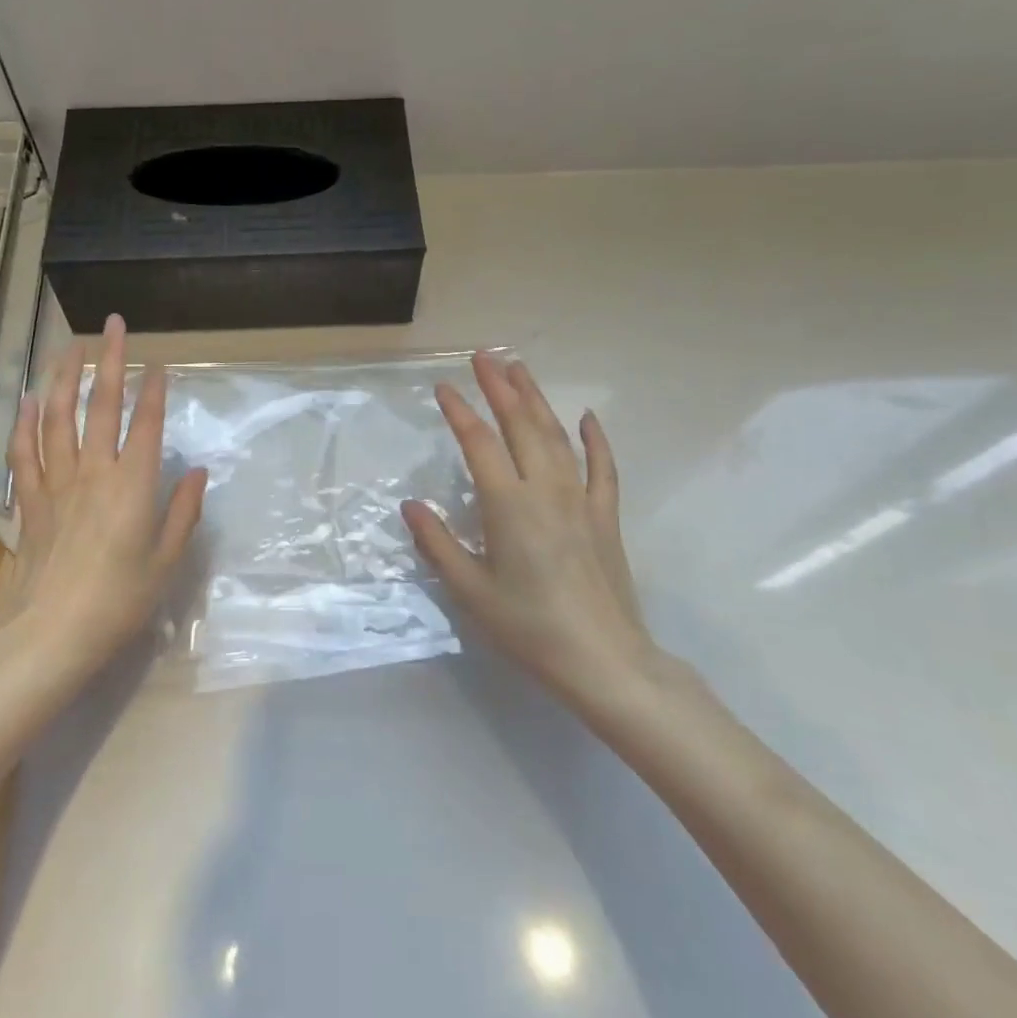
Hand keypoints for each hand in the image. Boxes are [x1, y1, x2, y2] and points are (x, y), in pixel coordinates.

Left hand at [0, 315, 207, 683]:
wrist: (51, 636)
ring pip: (58, 419)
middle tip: (112, 325)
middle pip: (102, 406)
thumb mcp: (166, 562)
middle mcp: (94, 473)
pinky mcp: (30, 502)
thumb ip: (183, 512)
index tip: (158, 362)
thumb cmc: (119, 602)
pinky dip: (26, 423)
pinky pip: (25, 453)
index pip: (146, 424)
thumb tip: (197, 472)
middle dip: (109, 362)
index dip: (154, 390)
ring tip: (71, 348)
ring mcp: (57, 484)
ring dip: (65, 378)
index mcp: (133, 486)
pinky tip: (30, 400)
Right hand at [402, 352, 660, 708]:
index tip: (443, 386)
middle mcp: (546, 490)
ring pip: (556, 436)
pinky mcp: (605, 516)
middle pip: (521, 425)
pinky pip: (602, 467)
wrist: (605, 661)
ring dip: (536, 399)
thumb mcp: (471, 592)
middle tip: (484, 356)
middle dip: (500, 387)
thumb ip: (438, 543)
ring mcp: (581, 500)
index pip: (479, 443)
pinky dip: (595, 439)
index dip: (459, 411)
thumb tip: (411, 504)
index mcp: (509, 505)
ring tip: (519, 370)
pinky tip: (586, 418)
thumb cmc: (530, 628)